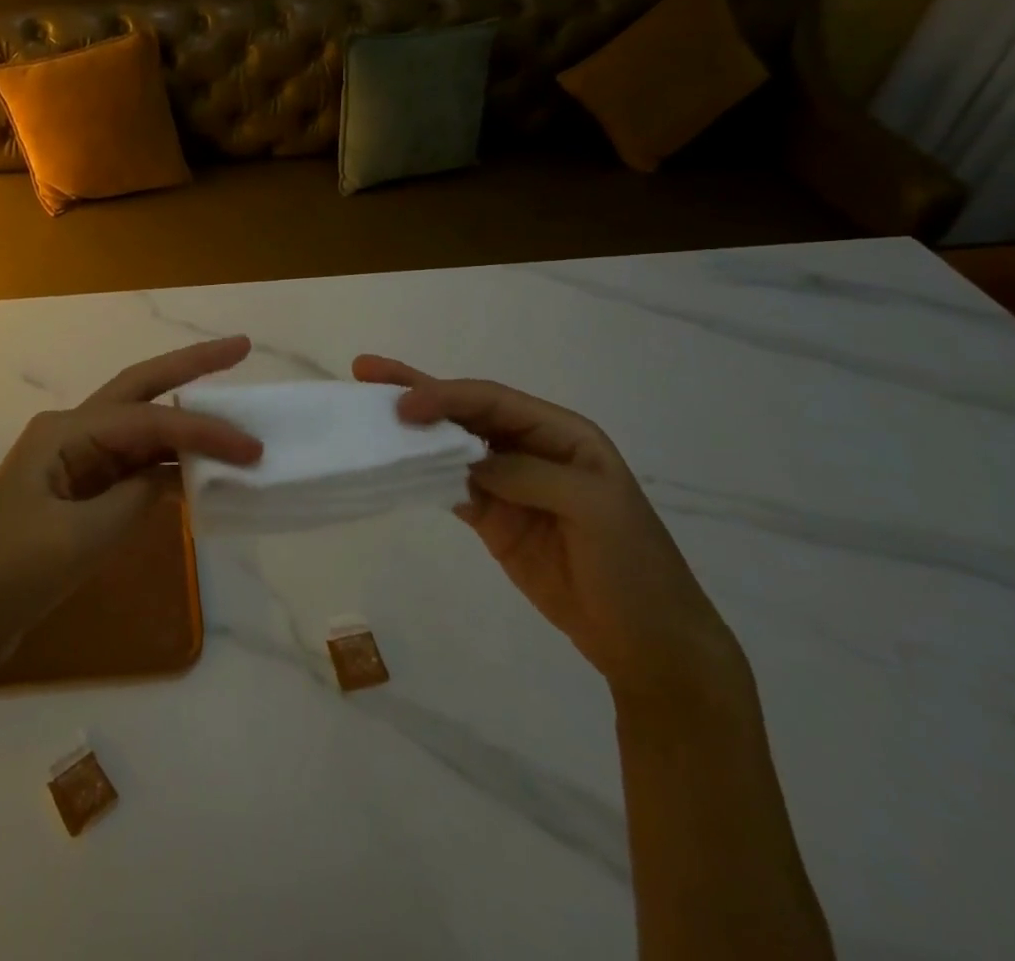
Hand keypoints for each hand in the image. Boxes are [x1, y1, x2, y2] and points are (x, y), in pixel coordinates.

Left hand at [0, 337, 261, 667]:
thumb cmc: (12, 570)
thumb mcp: (81, 537)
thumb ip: (135, 498)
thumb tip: (173, 476)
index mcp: (65, 431)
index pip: (148, 421)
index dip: (203, 431)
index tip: (251, 448)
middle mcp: (72, 431)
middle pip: (141, 388)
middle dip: (191, 366)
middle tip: (240, 347)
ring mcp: (76, 459)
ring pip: (141, 426)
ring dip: (185, 422)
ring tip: (233, 415)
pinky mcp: (80, 489)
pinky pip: (133, 464)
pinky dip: (168, 464)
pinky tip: (199, 469)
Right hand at [353, 355, 747, 706]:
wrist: (648, 644)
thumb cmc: (633, 566)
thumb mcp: (592, 507)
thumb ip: (527, 474)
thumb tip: (466, 460)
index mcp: (561, 433)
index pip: (492, 401)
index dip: (446, 396)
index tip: (402, 405)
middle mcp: (529, 448)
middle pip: (464, 411)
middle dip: (417, 390)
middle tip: (365, 370)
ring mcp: (507, 484)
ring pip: (450, 445)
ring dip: (411, 430)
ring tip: (367, 412)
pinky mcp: (493, 518)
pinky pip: (449, 485)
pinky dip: (420, 474)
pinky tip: (392, 464)